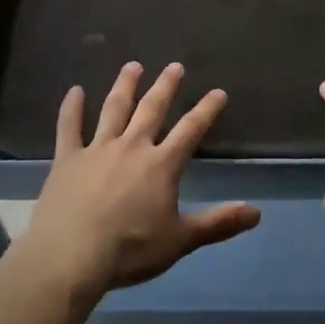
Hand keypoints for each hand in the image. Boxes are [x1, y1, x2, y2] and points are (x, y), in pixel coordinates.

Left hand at [18, 62, 260, 298]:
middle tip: (174, 66)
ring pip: (114, 109)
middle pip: (152, 109)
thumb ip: (218, 223)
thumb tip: (256, 212)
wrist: (72, 256)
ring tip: (132, 66)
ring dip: (125, 86)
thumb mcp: (180, 241)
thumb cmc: (130, 250)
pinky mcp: (68, 158)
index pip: (190, 130)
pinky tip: (74, 91)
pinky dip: (71, 108)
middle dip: (165, 87)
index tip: (218, 92)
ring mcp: (97, 149)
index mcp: (161, 164)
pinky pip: (69, 127)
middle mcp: (132, 146)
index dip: (206, 110)